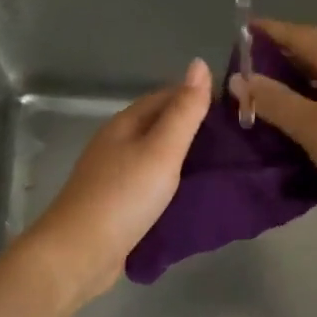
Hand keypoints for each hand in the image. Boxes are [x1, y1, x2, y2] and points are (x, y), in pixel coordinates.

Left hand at [21, 59, 211, 303]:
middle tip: (236, 141)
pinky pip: (150, 185)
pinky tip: (192, 195)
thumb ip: (184, 111)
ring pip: (155, 157)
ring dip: (184, 159)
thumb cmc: (123, 196)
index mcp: (125, 124)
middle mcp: (116, 144)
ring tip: (221, 167)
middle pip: (159, 126)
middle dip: (193, 129)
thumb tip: (199, 63)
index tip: (233, 109)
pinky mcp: (116, 205)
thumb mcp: (162, 149)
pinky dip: (172, 185)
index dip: (197, 97)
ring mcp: (114, 176)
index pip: (165, 97)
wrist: (80, 253)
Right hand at [229, 19, 316, 223]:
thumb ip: (275, 102)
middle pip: (316, 53)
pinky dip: (314, 101)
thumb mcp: (312, 126)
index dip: (271, 31)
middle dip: (282, 56)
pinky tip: (302, 120)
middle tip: (248, 68)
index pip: (301, 35)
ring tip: (269, 94)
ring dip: (298, 81)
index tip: (243, 30)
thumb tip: (240, 79)